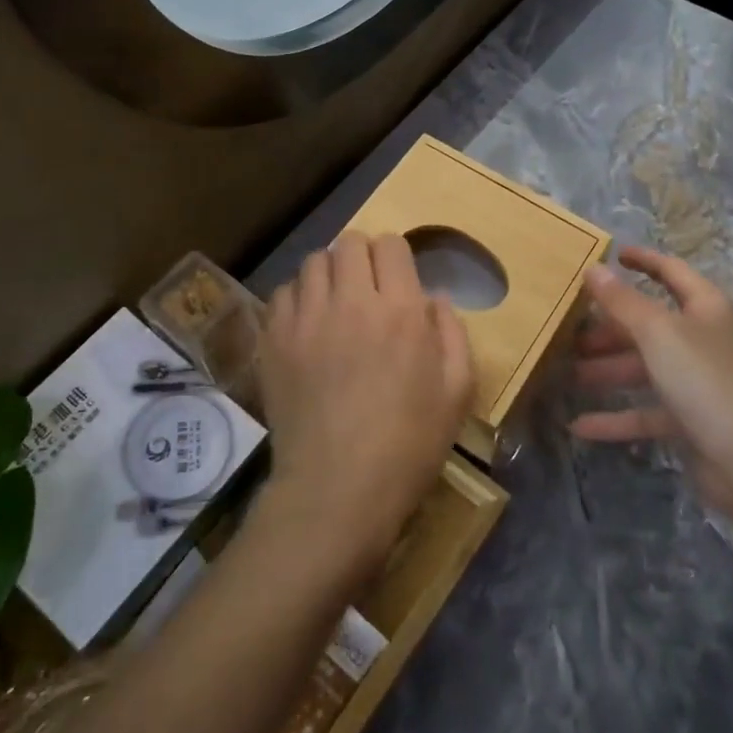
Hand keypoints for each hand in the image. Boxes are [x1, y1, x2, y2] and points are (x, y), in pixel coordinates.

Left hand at [257, 232, 474, 575]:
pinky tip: (307, 326)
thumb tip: (433, 297)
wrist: (336, 491)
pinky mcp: (275, 339)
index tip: (396, 281)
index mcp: (401, 310)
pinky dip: (297, 298)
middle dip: (362, 256)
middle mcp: (352, 301)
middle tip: (366, 288)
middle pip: (350, 242)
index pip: (391, 244)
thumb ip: (452, 333)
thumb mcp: (456, 392)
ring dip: (329, 274)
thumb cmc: (408, 446)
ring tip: (334, 303)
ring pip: (314, 261)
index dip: (395, 257)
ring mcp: (308, 318)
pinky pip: (283, 292)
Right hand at [569, 247, 732, 505]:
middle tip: (569, 327)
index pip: (671, 272)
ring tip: (565, 372)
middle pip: (649, 324)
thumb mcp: (657, 332)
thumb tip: (593, 269)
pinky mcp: (689, 420)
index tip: (612, 255)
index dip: (644, 260)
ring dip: (605, 370)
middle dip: (609, 326)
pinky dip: (615, 417)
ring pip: (643, 367)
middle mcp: (702, 340)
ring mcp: (696, 382)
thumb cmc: (704, 379)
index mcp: (705, 308)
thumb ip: (622, 301)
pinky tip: (579, 425)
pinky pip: (645, 412)